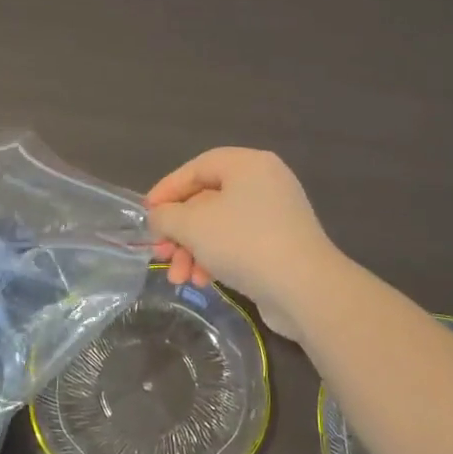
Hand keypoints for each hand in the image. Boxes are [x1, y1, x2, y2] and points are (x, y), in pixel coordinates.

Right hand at [145, 148, 340, 337]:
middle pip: (208, 200)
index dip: (168, 189)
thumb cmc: (244, 243)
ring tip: (179, 278)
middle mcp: (265, 183)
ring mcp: (276, 215)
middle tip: (160, 253)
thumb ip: (167, 216)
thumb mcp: (193, 225)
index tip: (147, 213)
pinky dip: (216, 259)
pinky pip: (238, 244)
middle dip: (180, 231)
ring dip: (194, 251)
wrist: (305, 289)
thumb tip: (160, 218)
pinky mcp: (281, 245)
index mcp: (248, 164)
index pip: (198, 167)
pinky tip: (203, 282)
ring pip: (220, 226)